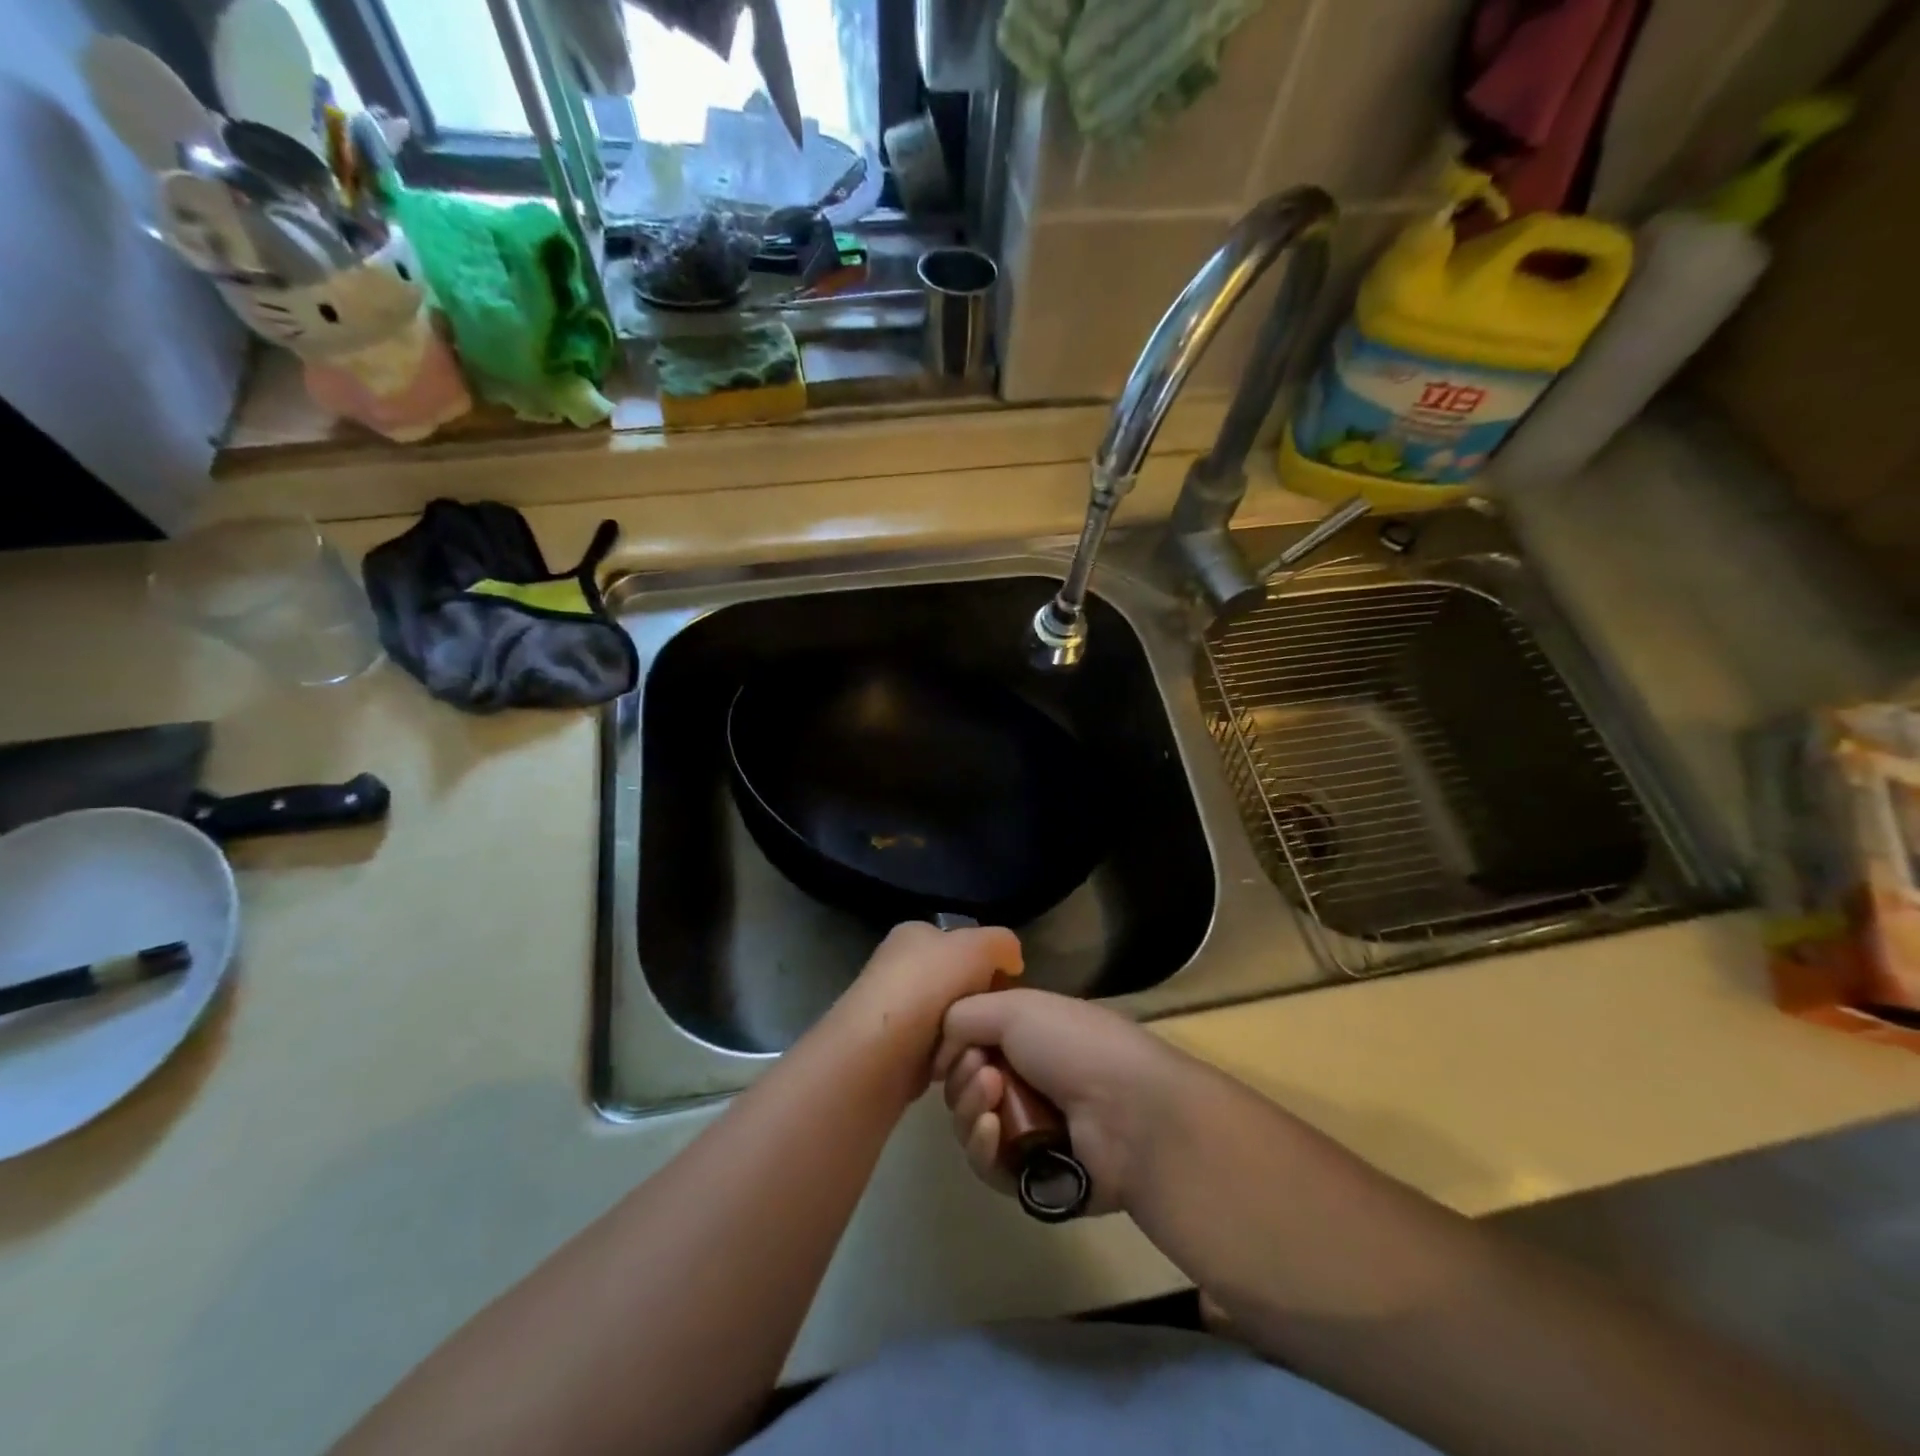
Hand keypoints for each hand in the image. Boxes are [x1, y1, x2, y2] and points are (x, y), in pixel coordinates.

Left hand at [829, 921, 1023, 1092]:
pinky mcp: (895, 1053)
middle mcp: (901, 968)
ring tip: (977, 1050)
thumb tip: (1012, 961)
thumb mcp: (976, 947)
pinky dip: (950, 1061)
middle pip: (960, 986)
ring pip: (952, 1023)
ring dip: (967, 1038)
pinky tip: (957, 1068)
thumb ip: (1002, 944)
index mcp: (915, 935)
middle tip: (996, 1024)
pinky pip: (938, 1054)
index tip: (1009, 990)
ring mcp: (896, 1013)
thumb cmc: (925, 987)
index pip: (964, 944)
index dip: (991, 965)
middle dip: (979, 1005)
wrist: (874, 1055)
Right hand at [934, 989, 1190, 1215]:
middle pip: (965, 1084)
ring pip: (971, 1124)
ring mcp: (1032, 1129)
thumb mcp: (1015, 1007)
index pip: (973, 1042)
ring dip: (970, 1108)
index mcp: (1031, 1035)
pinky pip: (987, 1165)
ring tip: (991, 1099)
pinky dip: (983, 1146)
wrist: (1128, 1111)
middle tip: (982, 1072)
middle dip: (962, 1076)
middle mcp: (1029, 1079)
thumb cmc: (1074, 1045)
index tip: (954, 1044)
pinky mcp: (1033, 1177)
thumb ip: (964, 1015)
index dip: (957, 1044)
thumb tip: (940, 1048)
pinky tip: (993, 1131)